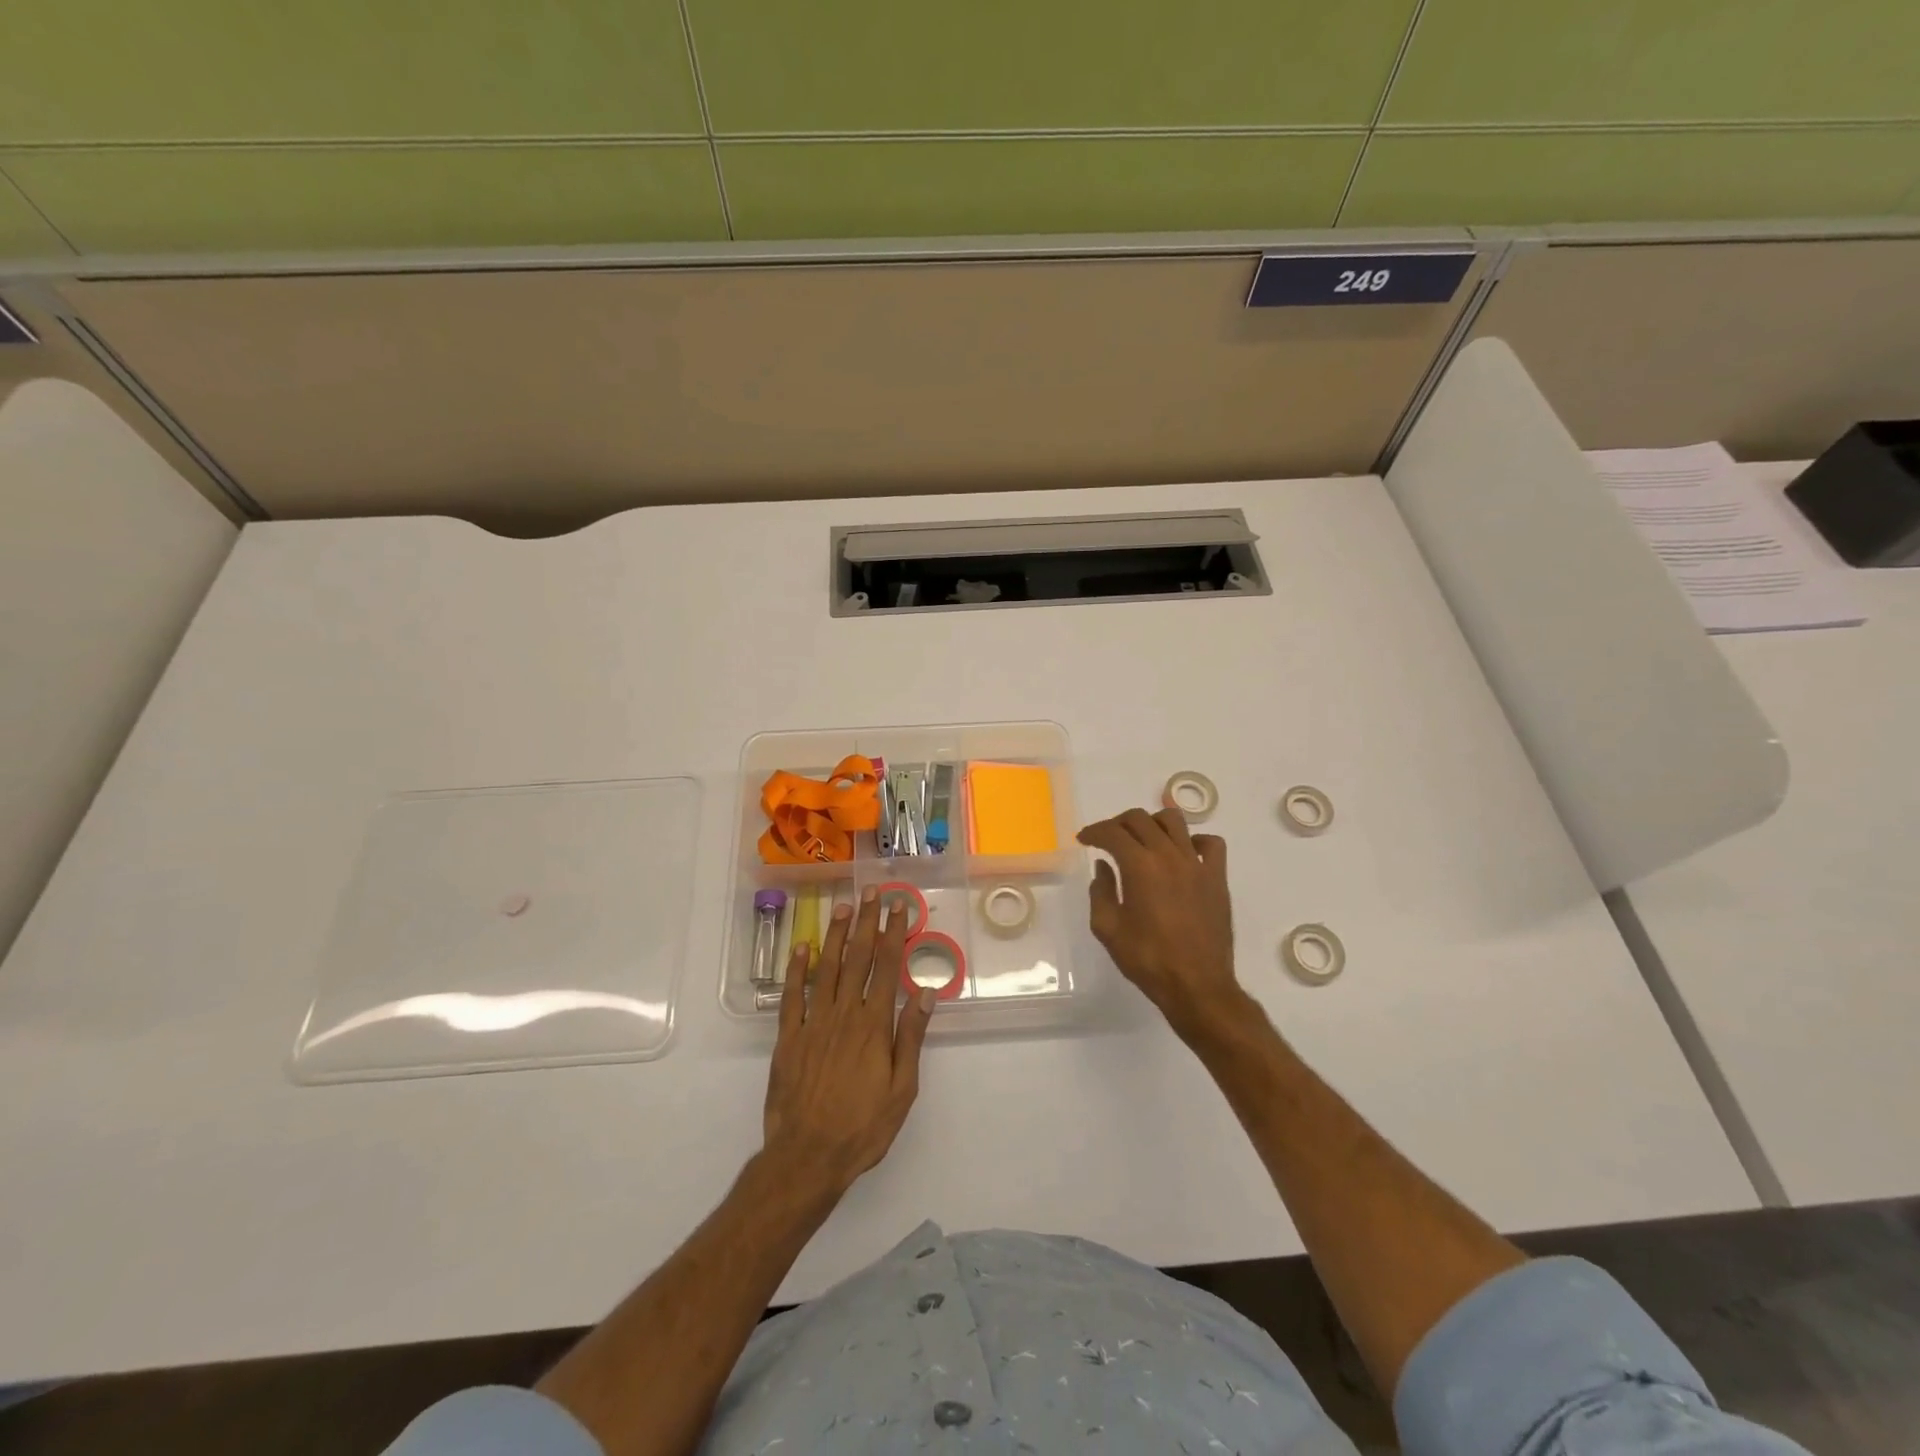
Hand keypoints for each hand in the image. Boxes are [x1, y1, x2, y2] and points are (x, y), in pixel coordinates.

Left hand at [763, 886, 936, 1199]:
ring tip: (842, 906)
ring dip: (836, 935)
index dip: (893, 933)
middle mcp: (844, 1014)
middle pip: (858, 958)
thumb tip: (924, 991)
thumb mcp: (902, 1088)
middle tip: (870, 891)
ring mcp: (813, 1023)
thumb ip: (911, 1036)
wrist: (808, 1156)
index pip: (887, 967)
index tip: (898, 906)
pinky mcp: (788, 1037)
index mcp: (874, 1025)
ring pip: (826, 969)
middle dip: (866, 922)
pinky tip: (802, 947)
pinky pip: (792, 996)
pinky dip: (797, 969)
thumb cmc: (863, 1126)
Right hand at [1079, 807, 1244, 1039]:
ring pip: (1174, 822)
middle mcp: (1169, 855)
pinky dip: (1194, 840)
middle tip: (1107, 839)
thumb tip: (1103, 867)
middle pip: (1140, 819)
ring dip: (1152, 823)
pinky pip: (1210, 844)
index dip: (1094, 832)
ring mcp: (1197, 864)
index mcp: (1140, 866)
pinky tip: (1183, 854)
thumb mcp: (1107, 928)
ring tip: (1143, 839)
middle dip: (1117, 823)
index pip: (1112, 833)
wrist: (1197, 986)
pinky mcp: (1217, 878)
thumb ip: (1101, 891)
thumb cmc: (1147, 959)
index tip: (1084, 839)